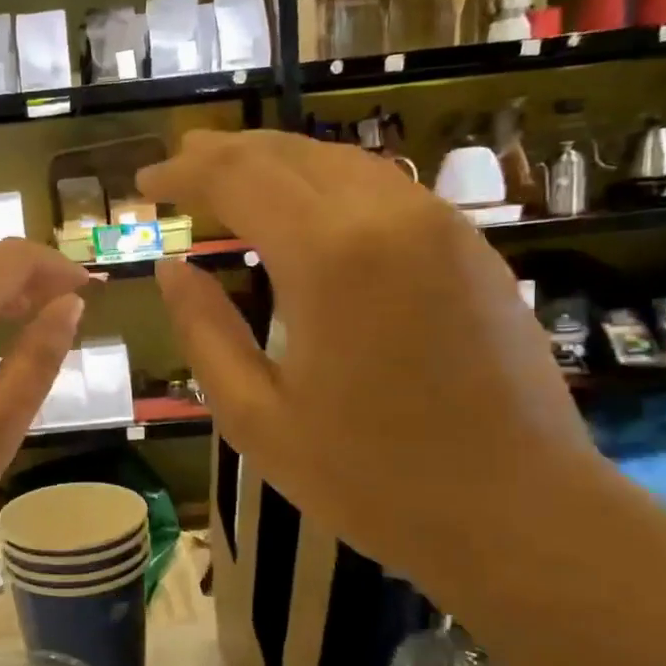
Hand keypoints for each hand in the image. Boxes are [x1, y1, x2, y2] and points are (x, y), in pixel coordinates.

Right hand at [140, 130, 602, 594]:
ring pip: (340, 161)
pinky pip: (382, 188)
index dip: (184, 173)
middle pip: (289, 153)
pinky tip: (304, 210)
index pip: (239, 178)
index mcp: (330, 257)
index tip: (144, 183)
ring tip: (229, 177)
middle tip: (178, 165)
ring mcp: (439, 225)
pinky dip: (325, 183)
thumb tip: (171, 268)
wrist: (521, 513)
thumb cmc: (373, 478)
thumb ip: (205, 331)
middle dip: (224, 152)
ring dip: (276, 162)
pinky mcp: (469, 246)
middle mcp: (388, 216)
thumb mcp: (257, 417)